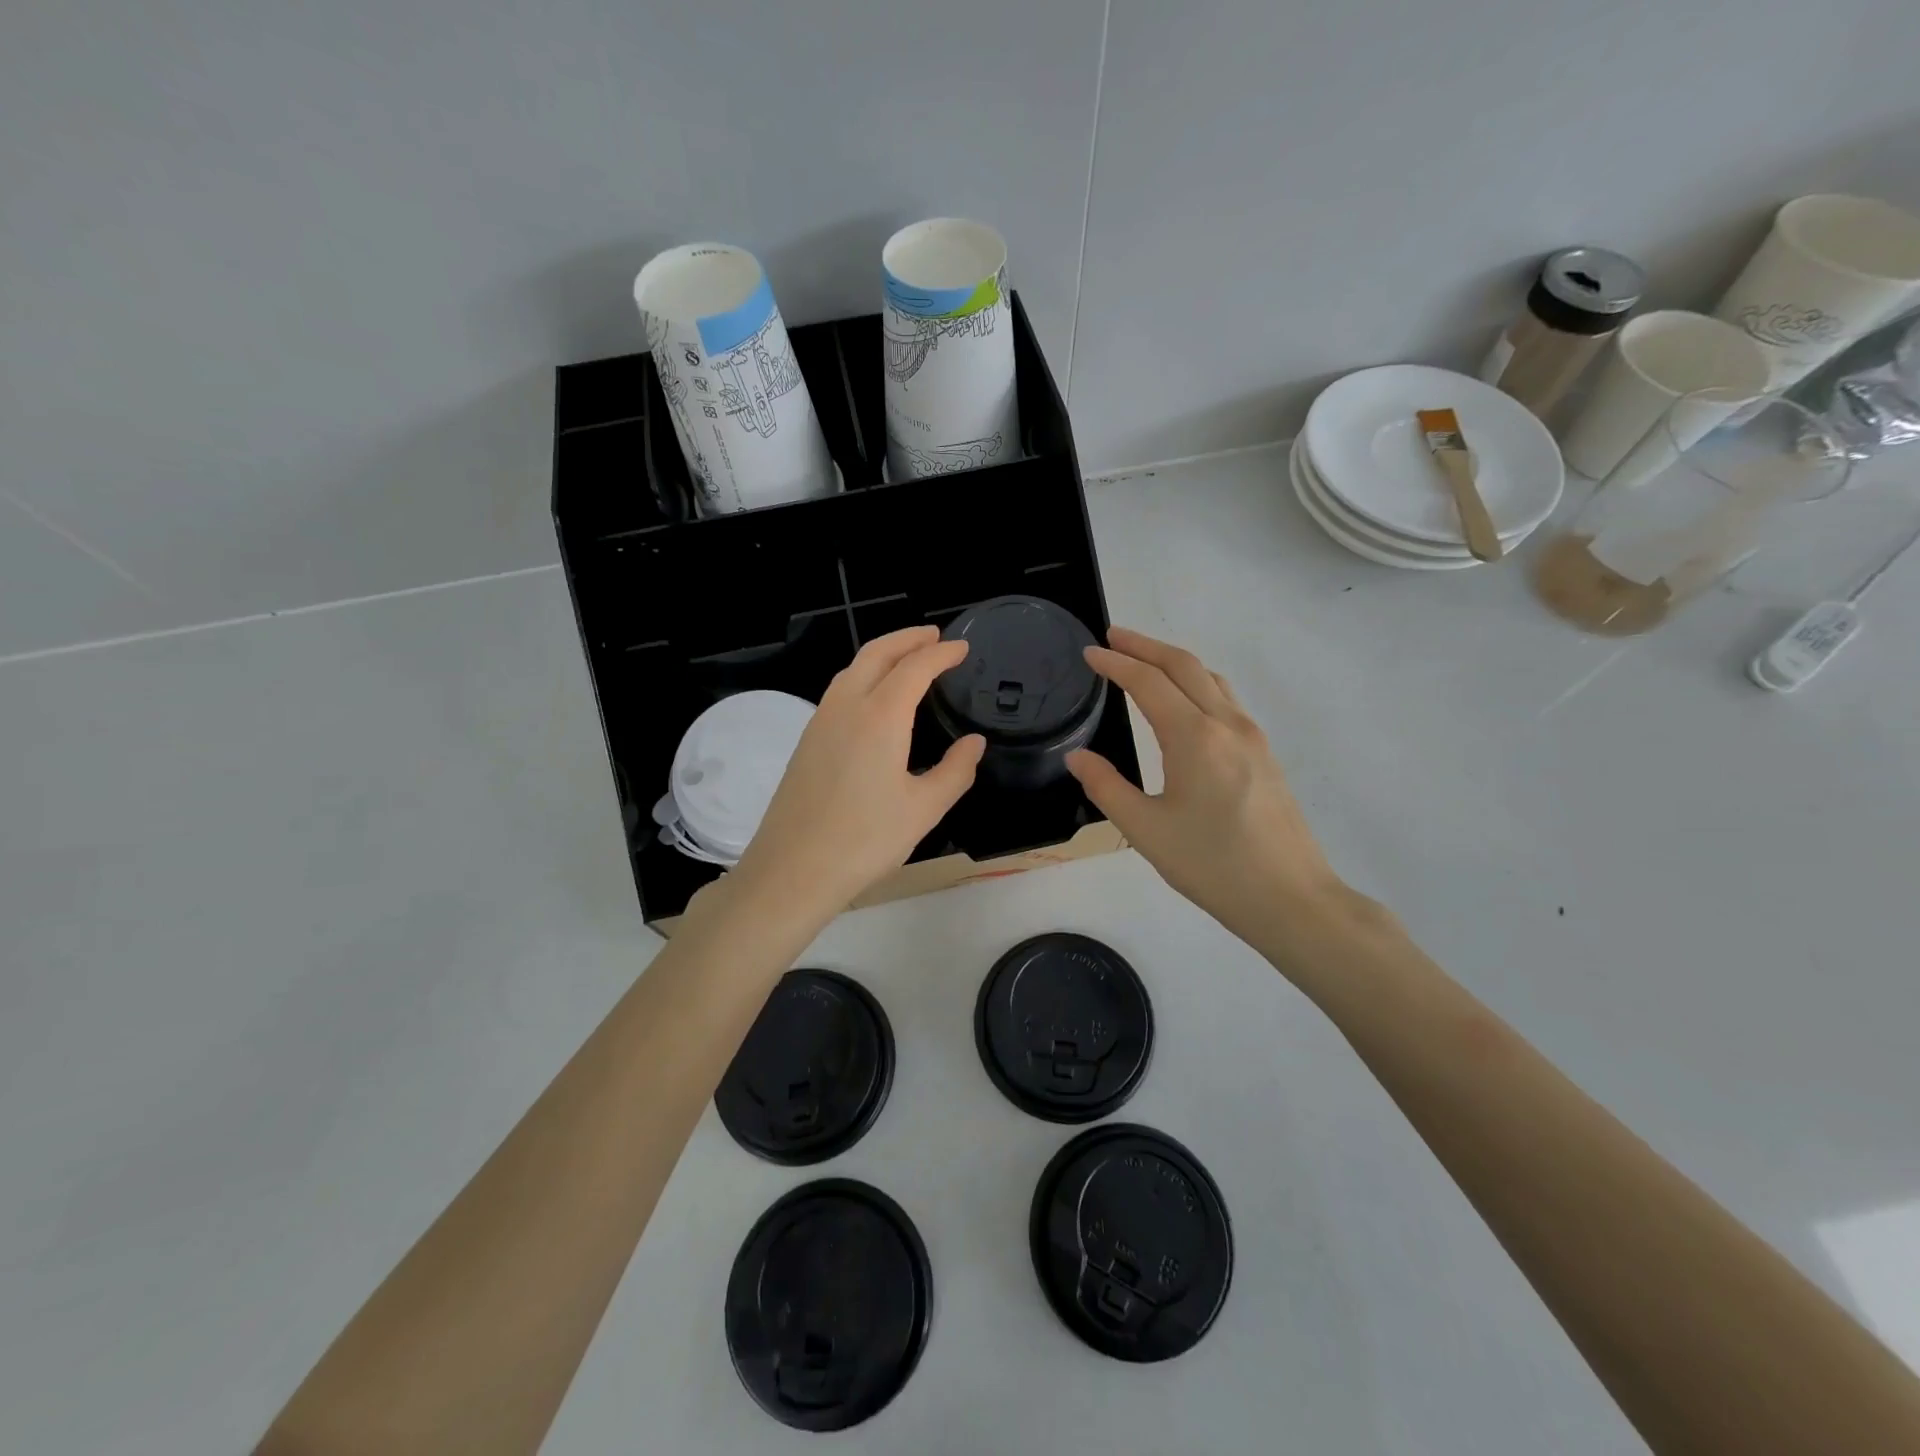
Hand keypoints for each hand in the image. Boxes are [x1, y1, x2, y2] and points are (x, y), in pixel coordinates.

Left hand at [729, 626, 984, 923]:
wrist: (792, 869)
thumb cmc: (865, 840)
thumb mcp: (924, 809)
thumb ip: (956, 771)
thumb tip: (974, 743)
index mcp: (880, 717)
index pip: (915, 668)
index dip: (941, 654)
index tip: (962, 648)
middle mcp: (846, 707)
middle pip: (877, 653)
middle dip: (907, 639)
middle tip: (934, 637)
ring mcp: (820, 721)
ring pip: (853, 669)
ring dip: (883, 654)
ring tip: (908, 659)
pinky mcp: (807, 740)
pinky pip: (840, 690)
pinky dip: (864, 676)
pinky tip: (875, 698)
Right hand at [1066, 628, 1348, 948]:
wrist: (1291, 898)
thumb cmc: (1212, 865)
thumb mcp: (1146, 830)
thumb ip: (1106, 786)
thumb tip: (1077, 757)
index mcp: (1194, 737)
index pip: (1148, 683)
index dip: (1116, 663)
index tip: (1090, 652)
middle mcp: (1227, 724)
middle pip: (1184, 666)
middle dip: (1145, 646)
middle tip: (1113, 637)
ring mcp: (1252, 737)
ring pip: (1211, 679)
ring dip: (1174, 661)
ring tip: (1145, 661)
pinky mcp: (1265, 754)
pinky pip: (1226, 700)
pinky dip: (1197, 683)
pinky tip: (1185, 702)